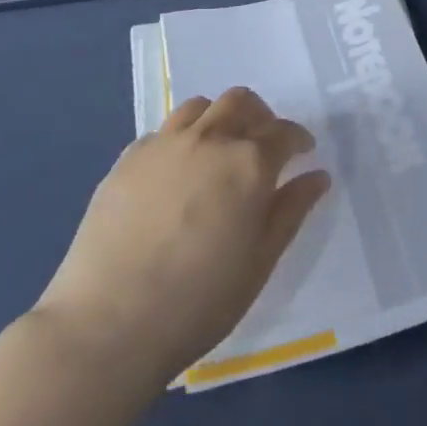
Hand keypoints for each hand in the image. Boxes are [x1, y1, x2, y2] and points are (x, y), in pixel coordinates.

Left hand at [35, 87, 330, 383]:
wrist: (109, 324)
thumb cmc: (200, 300)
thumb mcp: (260, 261)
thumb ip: (291, 210)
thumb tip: (317, 176)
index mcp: (248, 163)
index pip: (283, 132)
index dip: (298, 139)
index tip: (302, 153)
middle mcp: (209, 139)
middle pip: (241, 102)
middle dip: (260, 116)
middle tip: (264, 144)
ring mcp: (163, 145)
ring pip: (199, 106)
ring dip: (219, 118)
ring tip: (220, 149)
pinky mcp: (126, 160)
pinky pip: (162, 132)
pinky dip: (180, 139)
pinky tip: (176, 173)